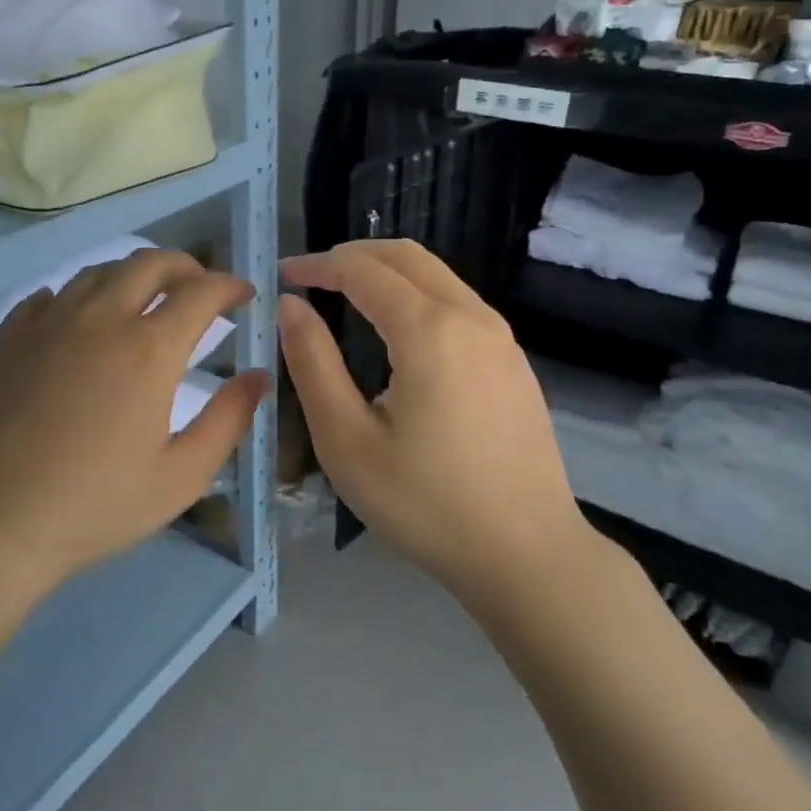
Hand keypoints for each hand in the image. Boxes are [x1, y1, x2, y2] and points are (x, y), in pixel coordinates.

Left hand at [0, 249, 268, 593]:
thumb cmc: (95, 505)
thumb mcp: (181, 476)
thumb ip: (228, 420)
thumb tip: (259, 377)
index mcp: (149, 349)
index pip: (201, 292)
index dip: (230, 286)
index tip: (245, 295)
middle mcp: (101, 318)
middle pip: (150, 263)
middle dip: (187, 267)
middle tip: (200, 290)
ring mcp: (49, 321)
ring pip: (100, 271)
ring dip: (134, 275)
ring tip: (146, 301)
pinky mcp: (9, 335)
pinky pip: (52, 295)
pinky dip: (81, 297)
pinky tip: (83, 321)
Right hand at [278, 240, 589, 601]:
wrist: (528, 554)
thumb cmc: (425, 503)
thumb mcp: (347, 440)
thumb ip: (312, 363)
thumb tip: (292, 306)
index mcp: (428, 330)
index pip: (363, 270)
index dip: (318, 265)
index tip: (283, 277)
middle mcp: (472, 317)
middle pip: (406, 256)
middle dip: (353, 255)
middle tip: (312, 277)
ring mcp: (502, 338)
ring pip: (438, 276)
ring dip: (387, 273)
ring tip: (346, 298)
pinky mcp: (515, 362)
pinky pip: (459, 304)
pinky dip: (417, 296)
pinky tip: (398, 334)